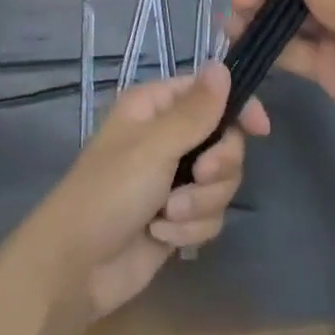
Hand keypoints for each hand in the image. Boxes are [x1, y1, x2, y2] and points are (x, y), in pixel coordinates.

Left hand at [16, 62, 268, 323]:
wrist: (74, 269)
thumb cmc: (108, 193)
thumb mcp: (154, 147)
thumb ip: (195, 111)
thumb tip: (222, 65)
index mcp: (155, 107)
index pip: (210, 93)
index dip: (238, 108)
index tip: (260, 130)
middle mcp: (167, 137)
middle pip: (224, 141)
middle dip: (217, 167)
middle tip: (198, 177)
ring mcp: (173, 179)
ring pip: (221, 182)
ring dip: (200, 203)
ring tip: (167, 216)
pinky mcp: (177, 218)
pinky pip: (210, 215)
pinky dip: (190, 229)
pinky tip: (162, 237)